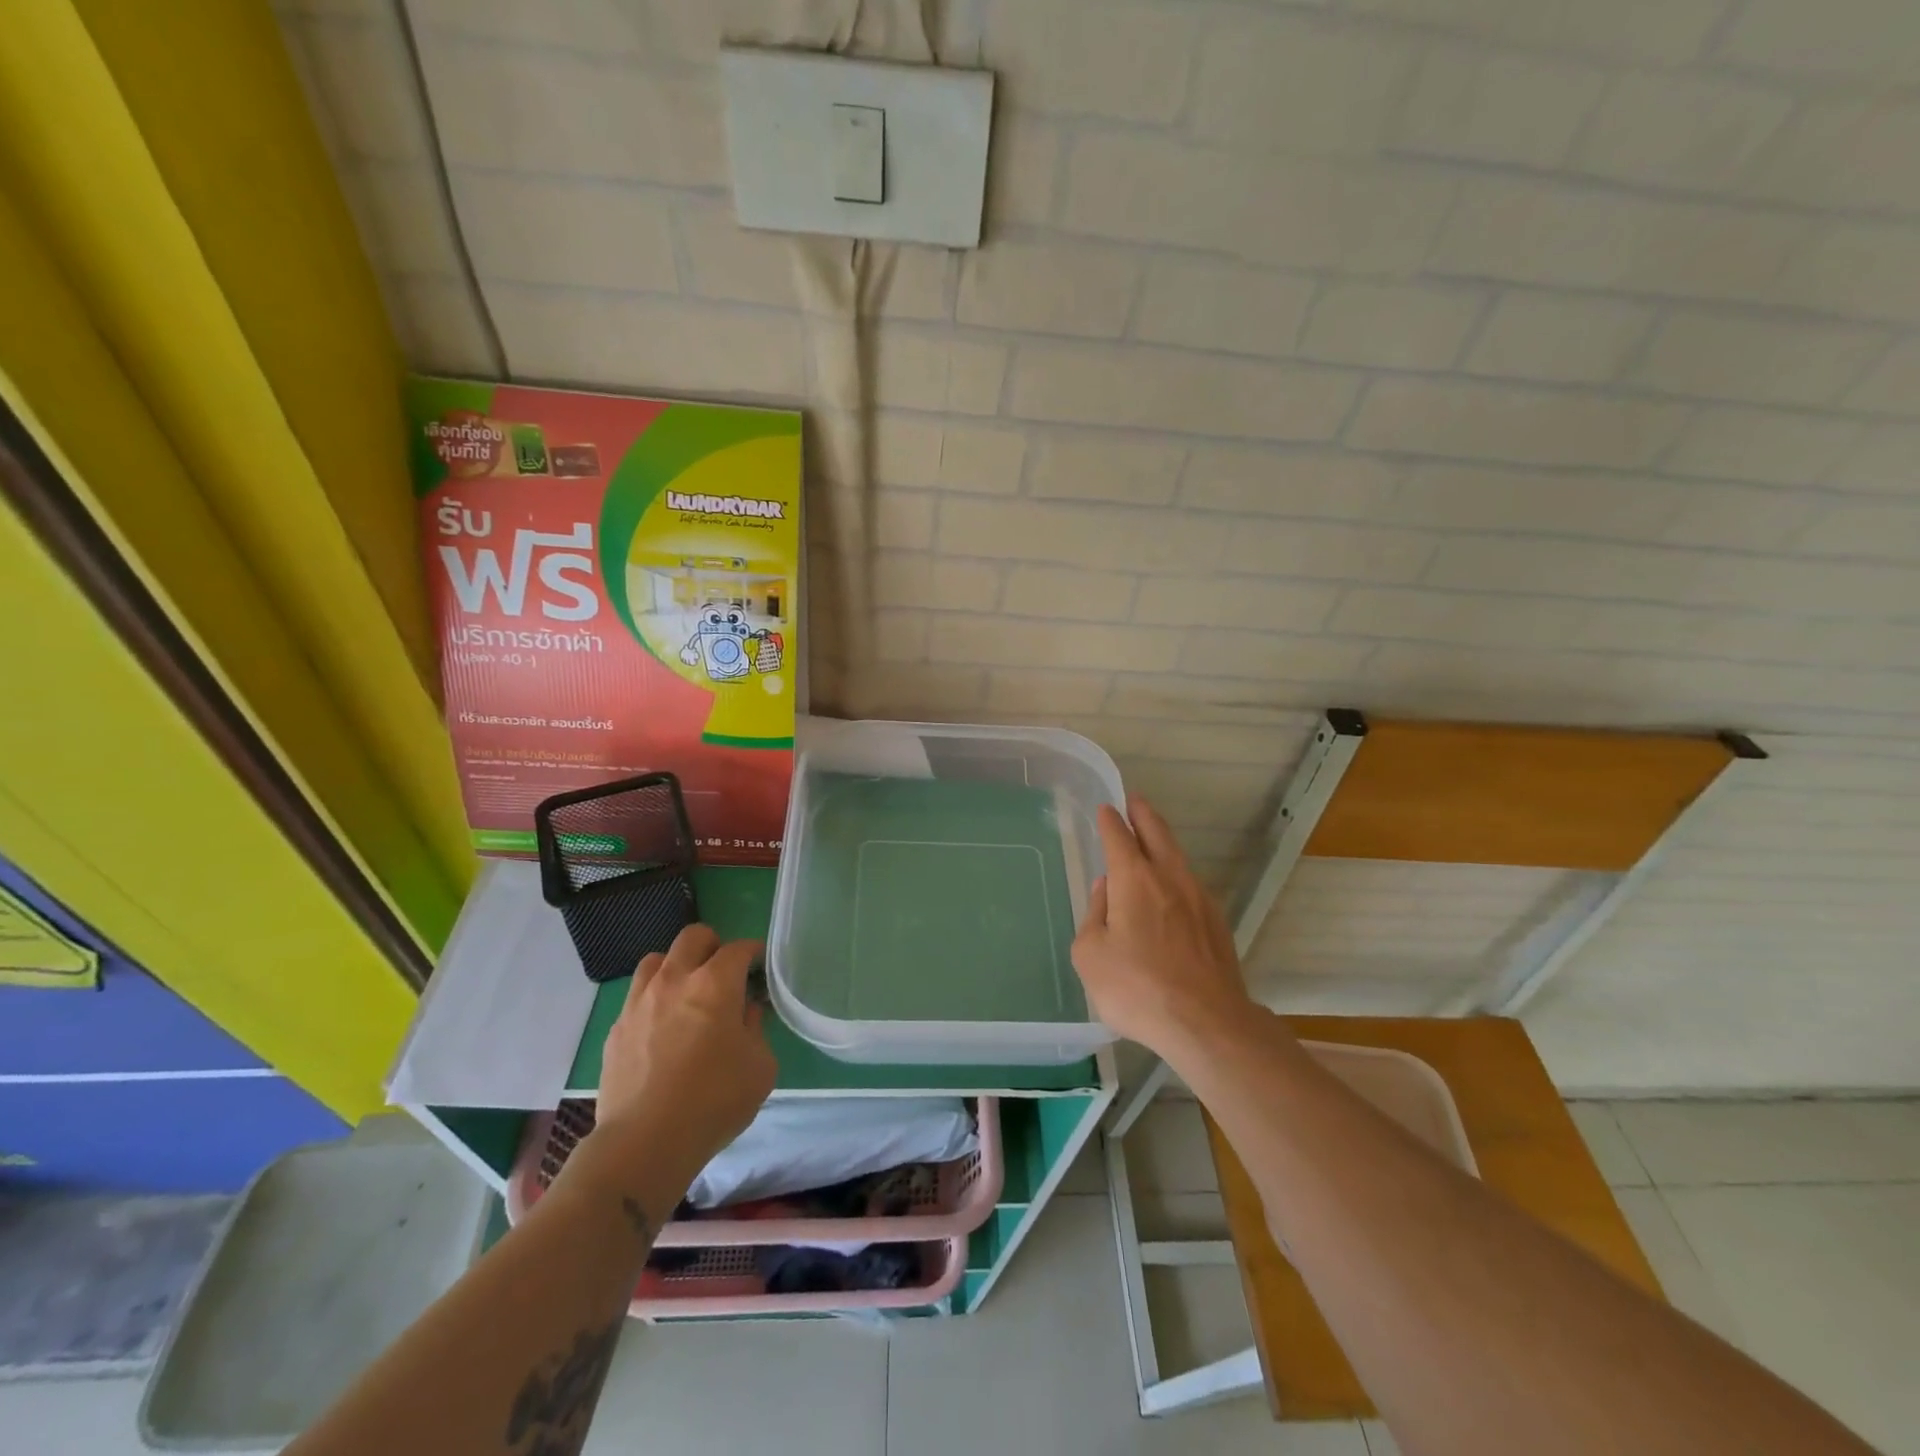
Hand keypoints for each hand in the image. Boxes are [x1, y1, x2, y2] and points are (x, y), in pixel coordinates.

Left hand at [592, 926, 775, 1178]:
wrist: (644, 1144)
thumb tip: (746, 1012)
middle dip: (713, 946)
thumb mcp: (759, 1066)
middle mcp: (675, 980)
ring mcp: (639, 1002)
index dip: (753, 952)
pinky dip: (654, 1000)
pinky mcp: (616, 1029)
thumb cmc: (714, 1101)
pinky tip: (662, 1028)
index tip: (760, 966)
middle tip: (724, 973)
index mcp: (715, 984)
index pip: (738, 949)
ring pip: (656, 959)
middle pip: (693, 937)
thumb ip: (756, 1029)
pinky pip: (637, 996)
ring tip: (686, 994)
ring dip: (676, 967)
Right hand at [1071, 797, 1254, 1055]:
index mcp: (1134, 879)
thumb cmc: (1137, 988)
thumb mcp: (1090, 955)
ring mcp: (1199, 898)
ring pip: (1177, 856)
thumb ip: (1094, 915)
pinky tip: (1170, 888)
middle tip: (1134, 800)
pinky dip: (1176, 873)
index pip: (1119, 837)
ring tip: (1152, 837)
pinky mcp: (1216, 922)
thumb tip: (1105, 890)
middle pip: (1157, 833)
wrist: (1206, 1023)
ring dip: (1162, 841)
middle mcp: (1169, 878)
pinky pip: (1190, 884)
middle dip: (1143, 814)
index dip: (1110, 821)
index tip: (1106, 810)